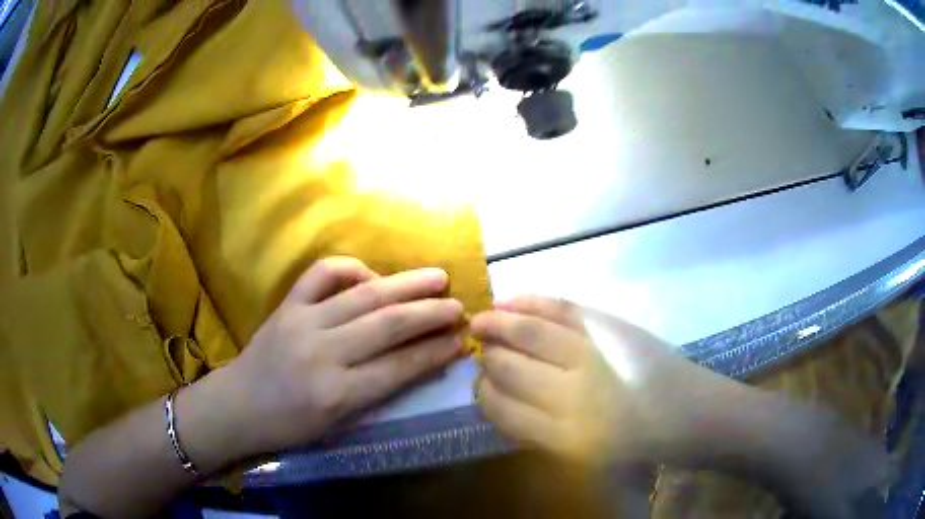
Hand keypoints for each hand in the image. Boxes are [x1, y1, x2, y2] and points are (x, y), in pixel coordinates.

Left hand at [198, 257, 464, 458]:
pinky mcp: (287, 305)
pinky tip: (372, 276)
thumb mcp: (337, 423)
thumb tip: (417, 362)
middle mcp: (322, 354)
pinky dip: (352, 268)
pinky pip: (322, 274)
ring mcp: (302, 323)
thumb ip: (376, 392)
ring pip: (364, 296)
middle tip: (459, 305)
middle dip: (430, 313)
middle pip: (387, 325)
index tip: (461, 340)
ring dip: (406, 285)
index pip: (398, 367)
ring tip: (436, 278)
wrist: (238, 406)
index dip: (435, 352)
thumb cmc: (290, 426)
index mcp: (336, 394)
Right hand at [471, 295, 741, 465]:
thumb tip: (503, 400)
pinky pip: (561, 309)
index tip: (480, 385)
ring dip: (497, 325)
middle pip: (509, 367)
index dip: (484, 394)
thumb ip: (539, 433)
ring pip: (528, 334)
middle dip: (487, 358)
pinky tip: (509, 300)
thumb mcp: (583, 458)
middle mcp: (573, 395)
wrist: (694, 416)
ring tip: (481, 321)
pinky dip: (531, 302)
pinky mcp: (613, 328)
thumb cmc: (639, 448)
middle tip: (480, 352)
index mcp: (562, 436)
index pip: (501, 408)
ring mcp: (595, 355)